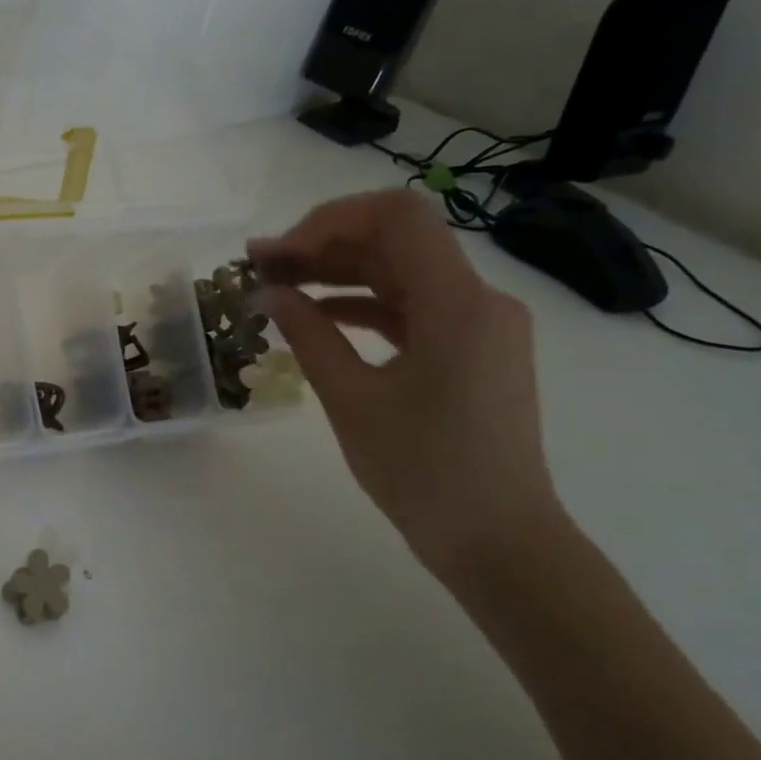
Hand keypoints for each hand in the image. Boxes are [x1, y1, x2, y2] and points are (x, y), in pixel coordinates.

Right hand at [247, 190, 564, 581]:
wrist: (499, 540)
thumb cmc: (424, 472)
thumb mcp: (352, 400)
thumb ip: (309, 336)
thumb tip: (270, 292)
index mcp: (458, 304)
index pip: (396, 218)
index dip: (329, 221)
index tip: (279, 253)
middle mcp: (479, 300)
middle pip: (397, 241)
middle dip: (324, 245)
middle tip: (261, 265)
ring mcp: (480, 326)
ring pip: (402, 273)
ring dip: (340, 274)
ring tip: (279, 286)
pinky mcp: (473, 351)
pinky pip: (413, 309)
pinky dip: (364, 305)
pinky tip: (318, 317)